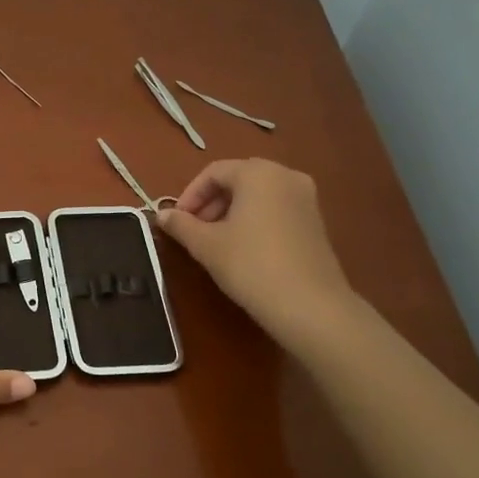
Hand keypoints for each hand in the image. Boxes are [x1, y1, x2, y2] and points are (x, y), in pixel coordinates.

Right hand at [155, 158, 355, 344]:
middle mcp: (286, 176)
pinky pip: (276, 208)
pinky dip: (254, 219)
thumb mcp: (206, 245)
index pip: (214, 172)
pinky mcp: (316, 221)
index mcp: (258, 173)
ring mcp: (306, 198)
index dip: (189, 195)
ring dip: (231, 211)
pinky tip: (243, 248)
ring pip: (258, 195)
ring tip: (215, 241)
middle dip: (210, 202)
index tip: (177, 221)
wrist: (310, 305)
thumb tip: (162, 215)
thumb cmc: (251, 265)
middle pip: (237, 180)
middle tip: (193, 231)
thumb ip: (181, 224)